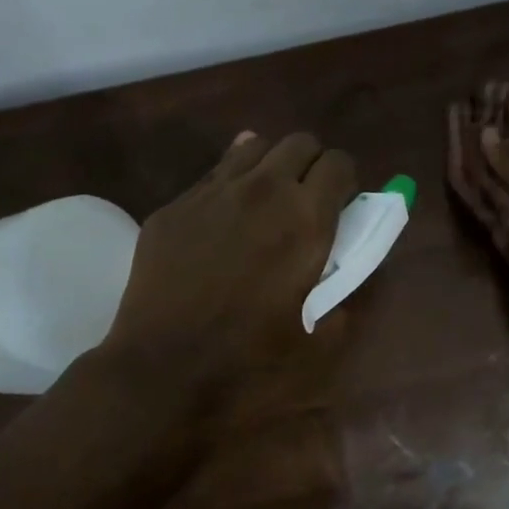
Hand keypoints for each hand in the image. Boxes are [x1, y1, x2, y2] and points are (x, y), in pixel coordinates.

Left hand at [104, 130, 356, 403]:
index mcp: (305, 220)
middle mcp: (262, 190)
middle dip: (311, 165)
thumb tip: (343, 275)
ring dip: (270, 165)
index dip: (345, 182)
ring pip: (253, 146)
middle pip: (299, 142)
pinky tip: (223, 222)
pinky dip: (230, 185)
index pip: (339, 163)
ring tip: (266, 202)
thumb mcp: (316, 341)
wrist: (163, 366)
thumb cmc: (248, 359)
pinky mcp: (175, 205)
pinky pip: (212, 175)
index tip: (340, 206)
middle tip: (306, 202)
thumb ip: (342, 299)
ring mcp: (212, 192)